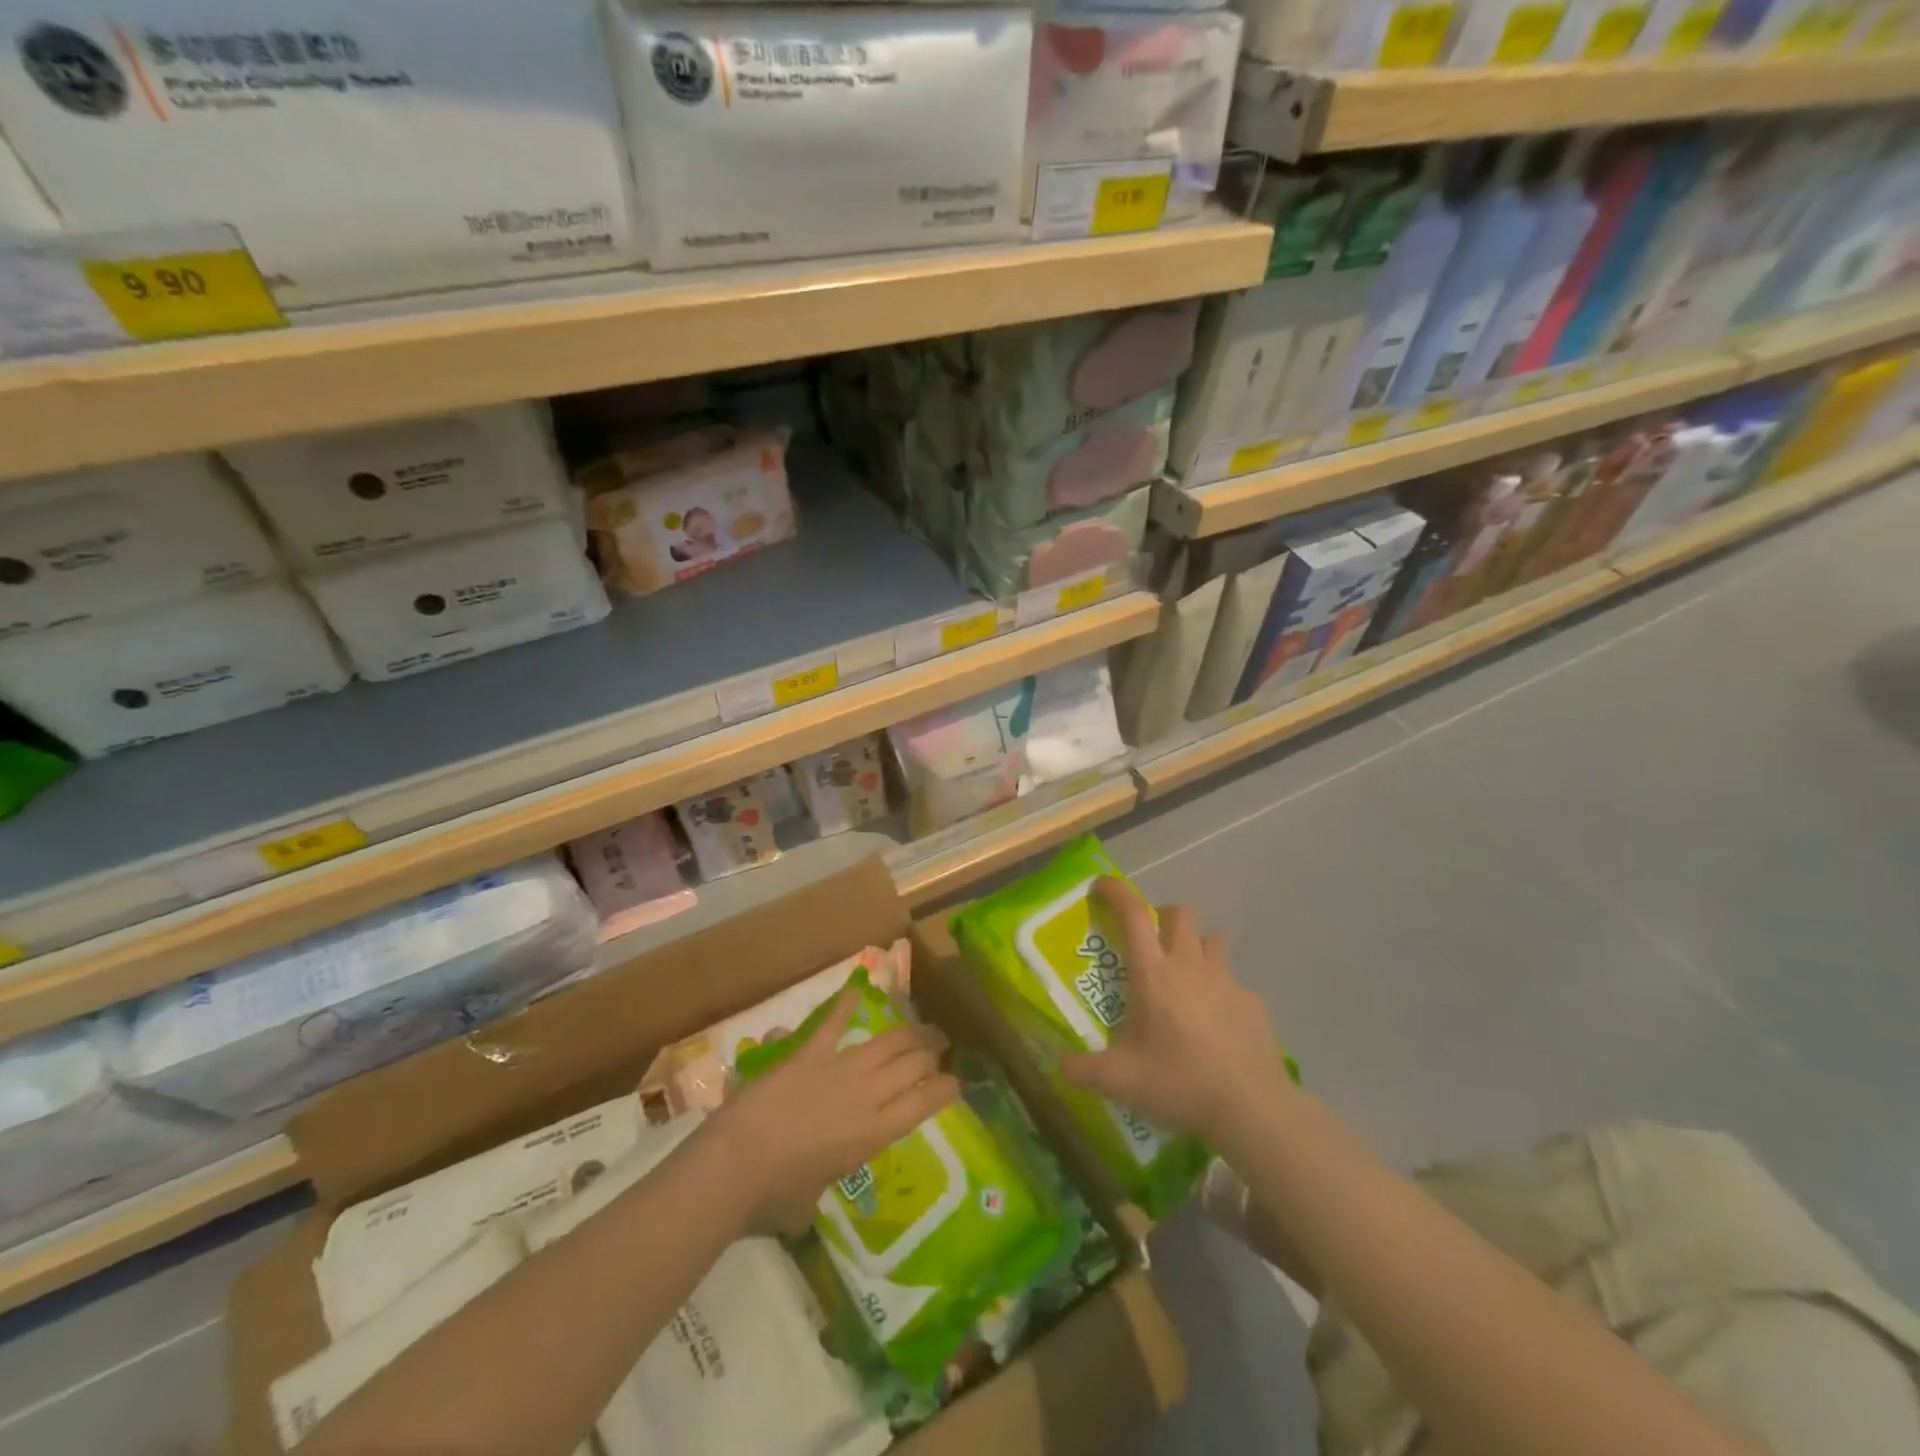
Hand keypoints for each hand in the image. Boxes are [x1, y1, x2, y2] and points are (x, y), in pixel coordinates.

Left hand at [708, 991, 959, 1233]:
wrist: (737, 1161)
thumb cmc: (774, 1196)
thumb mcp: (808, 1203)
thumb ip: (817, 1188)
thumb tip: (806, 1193)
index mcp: (873, 1134)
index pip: (924, 1104)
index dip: (945, 1089)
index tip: (955, 1083)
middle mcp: (867, 1095)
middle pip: (912, 1064)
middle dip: (931, 1053)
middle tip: (939, 1049)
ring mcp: (840, 1068)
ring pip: (887, 1042)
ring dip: (908, 1033)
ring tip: (920, 1029)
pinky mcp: (809, 1052)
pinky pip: (833, 1022)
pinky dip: (845, 1004)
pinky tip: (857, 988)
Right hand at [1060, 878, 1290, 1146]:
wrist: (1253, 1109)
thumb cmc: (1180, 1083)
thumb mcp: (1119, 1082)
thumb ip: (1082, 1070)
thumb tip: (1058, 1066)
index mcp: (1153, 974)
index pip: (1133, 914)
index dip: (1115, 892)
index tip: (1100, 887)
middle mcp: (1190, 966)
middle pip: (1179, 913)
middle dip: (1160, 917)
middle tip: (1147, 945)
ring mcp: (1227, 981)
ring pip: (1211, 940)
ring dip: (1194, 946)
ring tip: (1183, 977)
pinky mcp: (1253, 1003)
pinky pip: (1233, 982)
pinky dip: (1220, 990)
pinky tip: (1215, 1023)